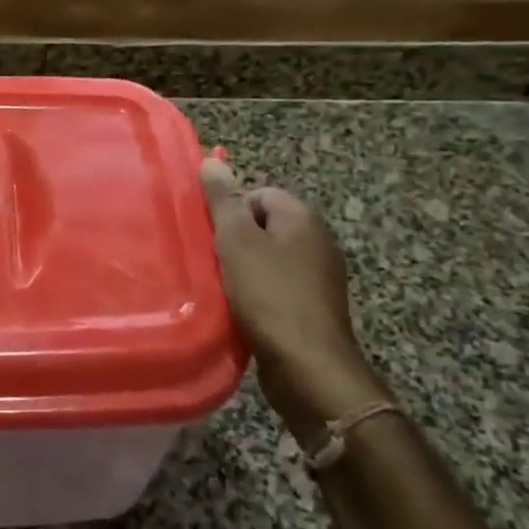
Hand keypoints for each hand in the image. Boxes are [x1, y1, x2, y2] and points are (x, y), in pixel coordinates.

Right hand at [200, 157, 389, 445]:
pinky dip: (255, 294)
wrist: (308, 367)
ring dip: (241, 270)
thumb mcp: (236, 241)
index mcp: (302, 217)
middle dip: (233, 241)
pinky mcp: (313, 307)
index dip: (229, 211)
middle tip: (209, 260)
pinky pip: (276, 287)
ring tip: (219, 287)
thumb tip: (212, 161)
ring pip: (267, 259)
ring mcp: (319, 276)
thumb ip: (223, 200)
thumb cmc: (268, 295)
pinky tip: (238, 309)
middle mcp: (317, 240)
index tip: (209, 235)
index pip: (257, 193)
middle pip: (262, 226)